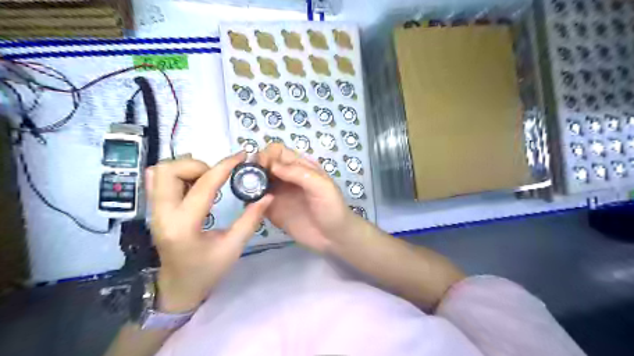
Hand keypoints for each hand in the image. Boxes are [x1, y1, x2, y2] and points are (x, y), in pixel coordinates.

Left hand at [147, 152, 273, 310]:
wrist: (177, 287)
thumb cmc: (207, 271)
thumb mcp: (233, 247)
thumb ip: (251, 219)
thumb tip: (267, 196)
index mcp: (184, 226)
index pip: (204, 185)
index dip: (225, 166)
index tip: (241, 156)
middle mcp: (162, 214)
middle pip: (170, 170)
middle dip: (199, 166)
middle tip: (217, 177)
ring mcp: (153, 211)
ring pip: (162, 171)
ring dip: (187, 169)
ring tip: (206, 182)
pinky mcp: (153, 210)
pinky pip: (156, 180)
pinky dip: (176, 174)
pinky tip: (192, 185)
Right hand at [256, 143, 354, 251]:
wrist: (334, 237)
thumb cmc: (332, 208)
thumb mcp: (321, 186)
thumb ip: (299, 173)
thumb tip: (272, 166)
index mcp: (300, 167)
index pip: (277, 151)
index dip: (267, 155)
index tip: (261, 167)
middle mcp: (286, 177)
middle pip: (264, 164)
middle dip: (254, 167)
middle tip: (249, 180)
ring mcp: (278, 194)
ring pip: (257, 181)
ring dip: (249, 183)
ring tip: (247, 191)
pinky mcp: (272, 210)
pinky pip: (256, 200)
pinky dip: (249, 199)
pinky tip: (249, 205)